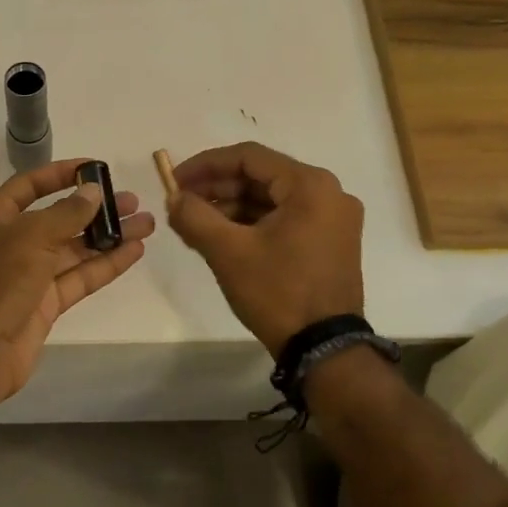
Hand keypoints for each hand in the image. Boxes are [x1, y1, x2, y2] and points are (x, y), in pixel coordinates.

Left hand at [0, 159, 154, 403]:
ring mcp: (30, 274)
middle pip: (59, 218)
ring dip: (109, 236)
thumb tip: (94, 192)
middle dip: (95, 209)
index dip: (60, 174)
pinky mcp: (46, 303)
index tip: (95, 168)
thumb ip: (68, 213)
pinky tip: (134, 251)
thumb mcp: (33, 236)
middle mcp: (12, 242)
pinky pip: (79, 277)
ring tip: (145, 224)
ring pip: (74, 249)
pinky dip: (105, 264)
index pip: (29, 185)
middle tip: (132, 201)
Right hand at [166, 142, 364, 355]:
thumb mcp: (228, 251)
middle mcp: (329, 193)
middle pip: (261, 177)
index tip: (175, 180)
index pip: (249, 157)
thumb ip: (194, 216)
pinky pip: (284, 219)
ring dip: (232, 206)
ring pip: (271, 199)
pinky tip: (222, 236)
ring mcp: (333, 220)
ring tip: (194, 222)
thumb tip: (174, 198)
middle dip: (217, 188)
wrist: (324, 349)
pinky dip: (252, 223)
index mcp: (310, 185)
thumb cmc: (277, 292)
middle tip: (181, 202)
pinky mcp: (330, 242)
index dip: (205, 165)